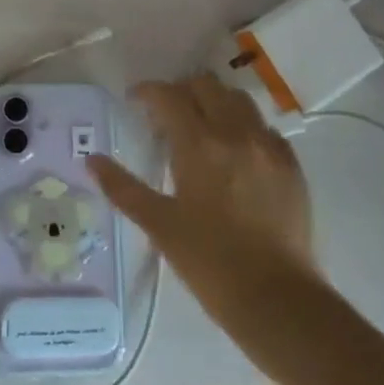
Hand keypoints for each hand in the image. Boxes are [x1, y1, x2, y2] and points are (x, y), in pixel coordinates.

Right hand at [89, 74, 317, 336]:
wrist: (277, 298)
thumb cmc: (209, 262)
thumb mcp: (159, 225)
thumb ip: (122, 188)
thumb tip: (91, 160)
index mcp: (199, 144)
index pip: (169, 96)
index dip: (147, 91)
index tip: (134, 100)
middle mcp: (236, 133)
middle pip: (206, 86)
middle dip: (181, 91)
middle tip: (166, 115)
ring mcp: (268, 146)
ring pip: (239, 100)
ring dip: (215, 102)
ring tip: (202, 127)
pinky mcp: (291, 165)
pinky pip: (265, 128)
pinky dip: (245, 127)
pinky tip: (237, 152)